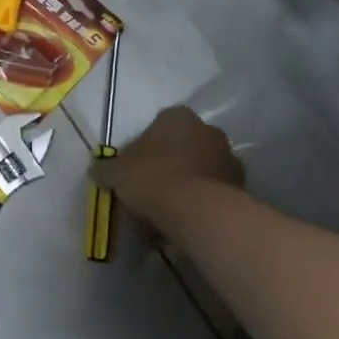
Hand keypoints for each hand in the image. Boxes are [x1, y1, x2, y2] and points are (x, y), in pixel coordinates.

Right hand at [93, 105, 243, 226]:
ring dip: (189, 184)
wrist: (196, 211)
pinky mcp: (241, 187)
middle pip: (184, 146)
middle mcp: (208, 130)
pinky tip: (186, 222)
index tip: (136, 168)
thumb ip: (106, 170)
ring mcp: (229, 158)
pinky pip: (215, 192)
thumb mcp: (116, 173)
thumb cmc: (152, 178)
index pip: (160, 124)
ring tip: (169, 211)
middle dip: (171, 164)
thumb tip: (97, 172)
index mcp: (177, 117)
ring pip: (202, 169)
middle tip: (152, 189)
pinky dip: (202, 203)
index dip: (146, 146)